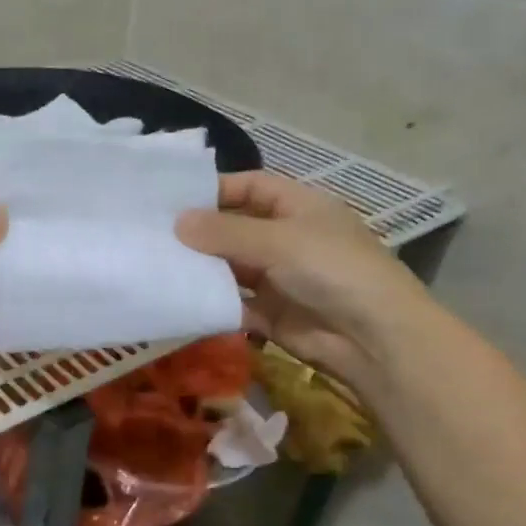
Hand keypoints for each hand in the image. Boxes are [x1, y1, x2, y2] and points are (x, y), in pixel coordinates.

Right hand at [177, 171, 429, 386]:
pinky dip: (210, 303)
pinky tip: (179, 301)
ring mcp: (279, 278)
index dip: (215, 190)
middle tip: (152, 237)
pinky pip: (233, 304)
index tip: (172, 201)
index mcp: (299, 208)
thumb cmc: (332, 270)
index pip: (251, 188)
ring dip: (201, 270)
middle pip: (235, 229)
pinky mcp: (270, 314)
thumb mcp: (278, 241)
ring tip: (157, 267)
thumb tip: (177, 222)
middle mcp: (287, 239)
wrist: (373, 338)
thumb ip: (225, 232)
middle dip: (200, 234)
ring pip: (230, 268)